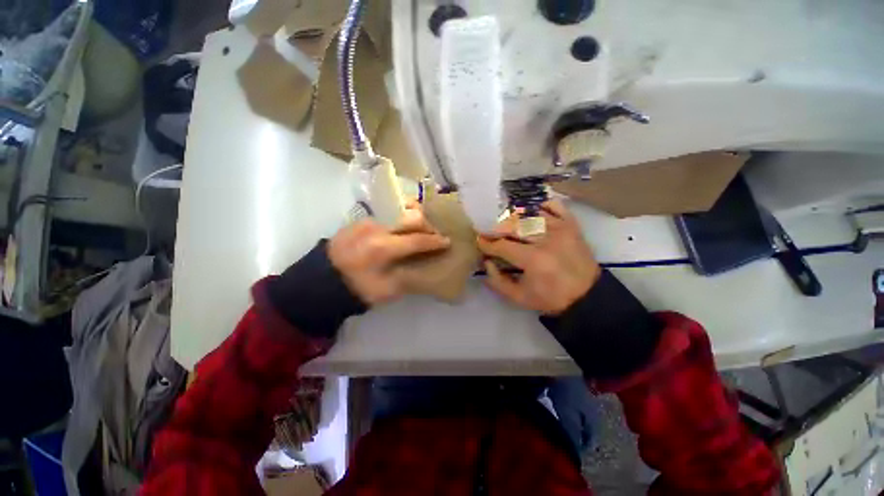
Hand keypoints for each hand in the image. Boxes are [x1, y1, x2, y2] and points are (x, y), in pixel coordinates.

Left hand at [329, 203, 450, 304]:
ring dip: (415, 215)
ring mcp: (368, 220)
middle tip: (434, 235)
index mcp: (383, 248)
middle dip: (428, 225)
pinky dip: (401, 214)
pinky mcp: (362, 218)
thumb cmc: (358, 289)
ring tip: (421, 225)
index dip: (435, 242)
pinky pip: (388, 210)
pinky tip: (403, 224)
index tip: (447, 242)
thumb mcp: (388, 291)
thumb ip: (410, 277)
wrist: (323, 280)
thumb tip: (426, 265)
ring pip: (399, 208)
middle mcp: (377, 228)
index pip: (418, 240)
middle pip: (412, 217)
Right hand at [477, 200, 600, 314]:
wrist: (587, 296)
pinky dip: (540, 206)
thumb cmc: (551, 298)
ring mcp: (560, 228)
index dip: (487, 244)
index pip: (502, 245)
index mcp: (533, 259)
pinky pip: (554, 206)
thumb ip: (497, 281)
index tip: (479, 242)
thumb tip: (487, 262)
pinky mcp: (572, 225)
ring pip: (529, 214)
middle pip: (513, 225)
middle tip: (490, 233)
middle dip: (496, 229)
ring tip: (507, 226)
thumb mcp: (519, 298)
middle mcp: (546, 239)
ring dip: (514, 219)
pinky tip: (532, 215)